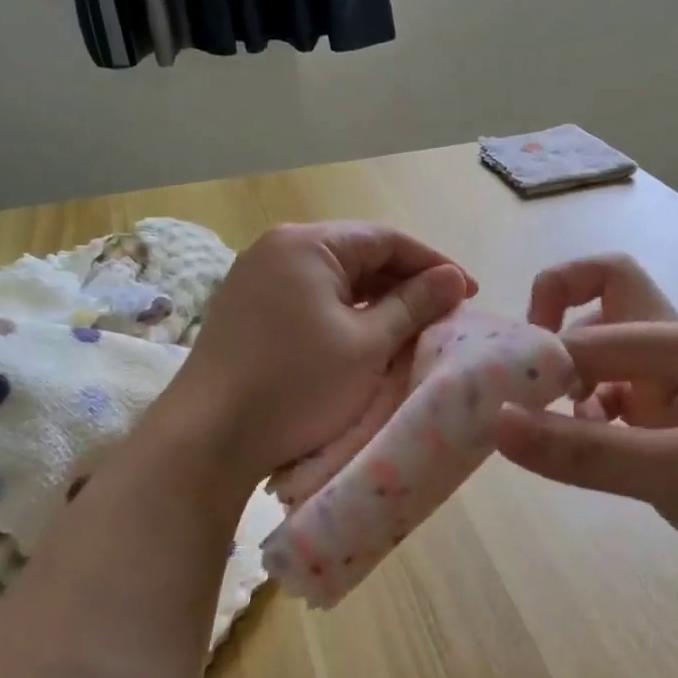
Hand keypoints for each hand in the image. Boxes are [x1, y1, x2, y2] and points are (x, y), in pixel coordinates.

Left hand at [156, 222, 473, 486]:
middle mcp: (277, 248)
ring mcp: (256, 279)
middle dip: (405, 283)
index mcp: (307, 244)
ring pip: (334, 279)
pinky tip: (365, 338)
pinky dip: (344, 314)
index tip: (469, 293)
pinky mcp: (247, 310)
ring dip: (376, 300)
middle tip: (444, 314)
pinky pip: (310, 299)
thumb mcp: (368, 345)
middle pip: (358, 255)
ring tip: (412, 328)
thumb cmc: (297, 386)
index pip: (386, 239)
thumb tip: (453, 278)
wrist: (208, 438)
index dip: (434, 265)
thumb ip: (414, 305)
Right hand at [496, 255, 677, 600]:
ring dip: (568, 380)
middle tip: (523, 382)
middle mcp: (677, 349)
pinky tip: (583, 450)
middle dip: (554, 326)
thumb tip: (497, 423)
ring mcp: (675, 384)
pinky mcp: (672, 419)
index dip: (539, 358)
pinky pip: (612, 397)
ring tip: (549, 430)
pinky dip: (585, 415)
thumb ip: (587, 451)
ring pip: (602, 354)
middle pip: (602, 299)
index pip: (589, 329)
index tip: (500, 402)